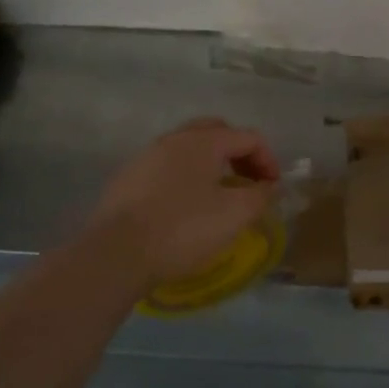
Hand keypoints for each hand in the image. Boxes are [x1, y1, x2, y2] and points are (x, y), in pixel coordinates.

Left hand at [86, 119, 280, 290]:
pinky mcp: (128, 179)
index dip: (268, 160)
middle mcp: (174, 139)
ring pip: (189, 149)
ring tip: (220, 195)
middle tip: (249, 182)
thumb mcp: (235, 214)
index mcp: (203, 141)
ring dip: (212, 165)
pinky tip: (187, 207)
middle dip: (239, 154)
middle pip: (216, 133)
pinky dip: (187, 177)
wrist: (116, 254)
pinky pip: (168, 167)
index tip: (272, 189)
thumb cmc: (183, 229)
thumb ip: (261, 196)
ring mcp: (147, 157)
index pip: (247, 137)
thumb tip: (269, 187)